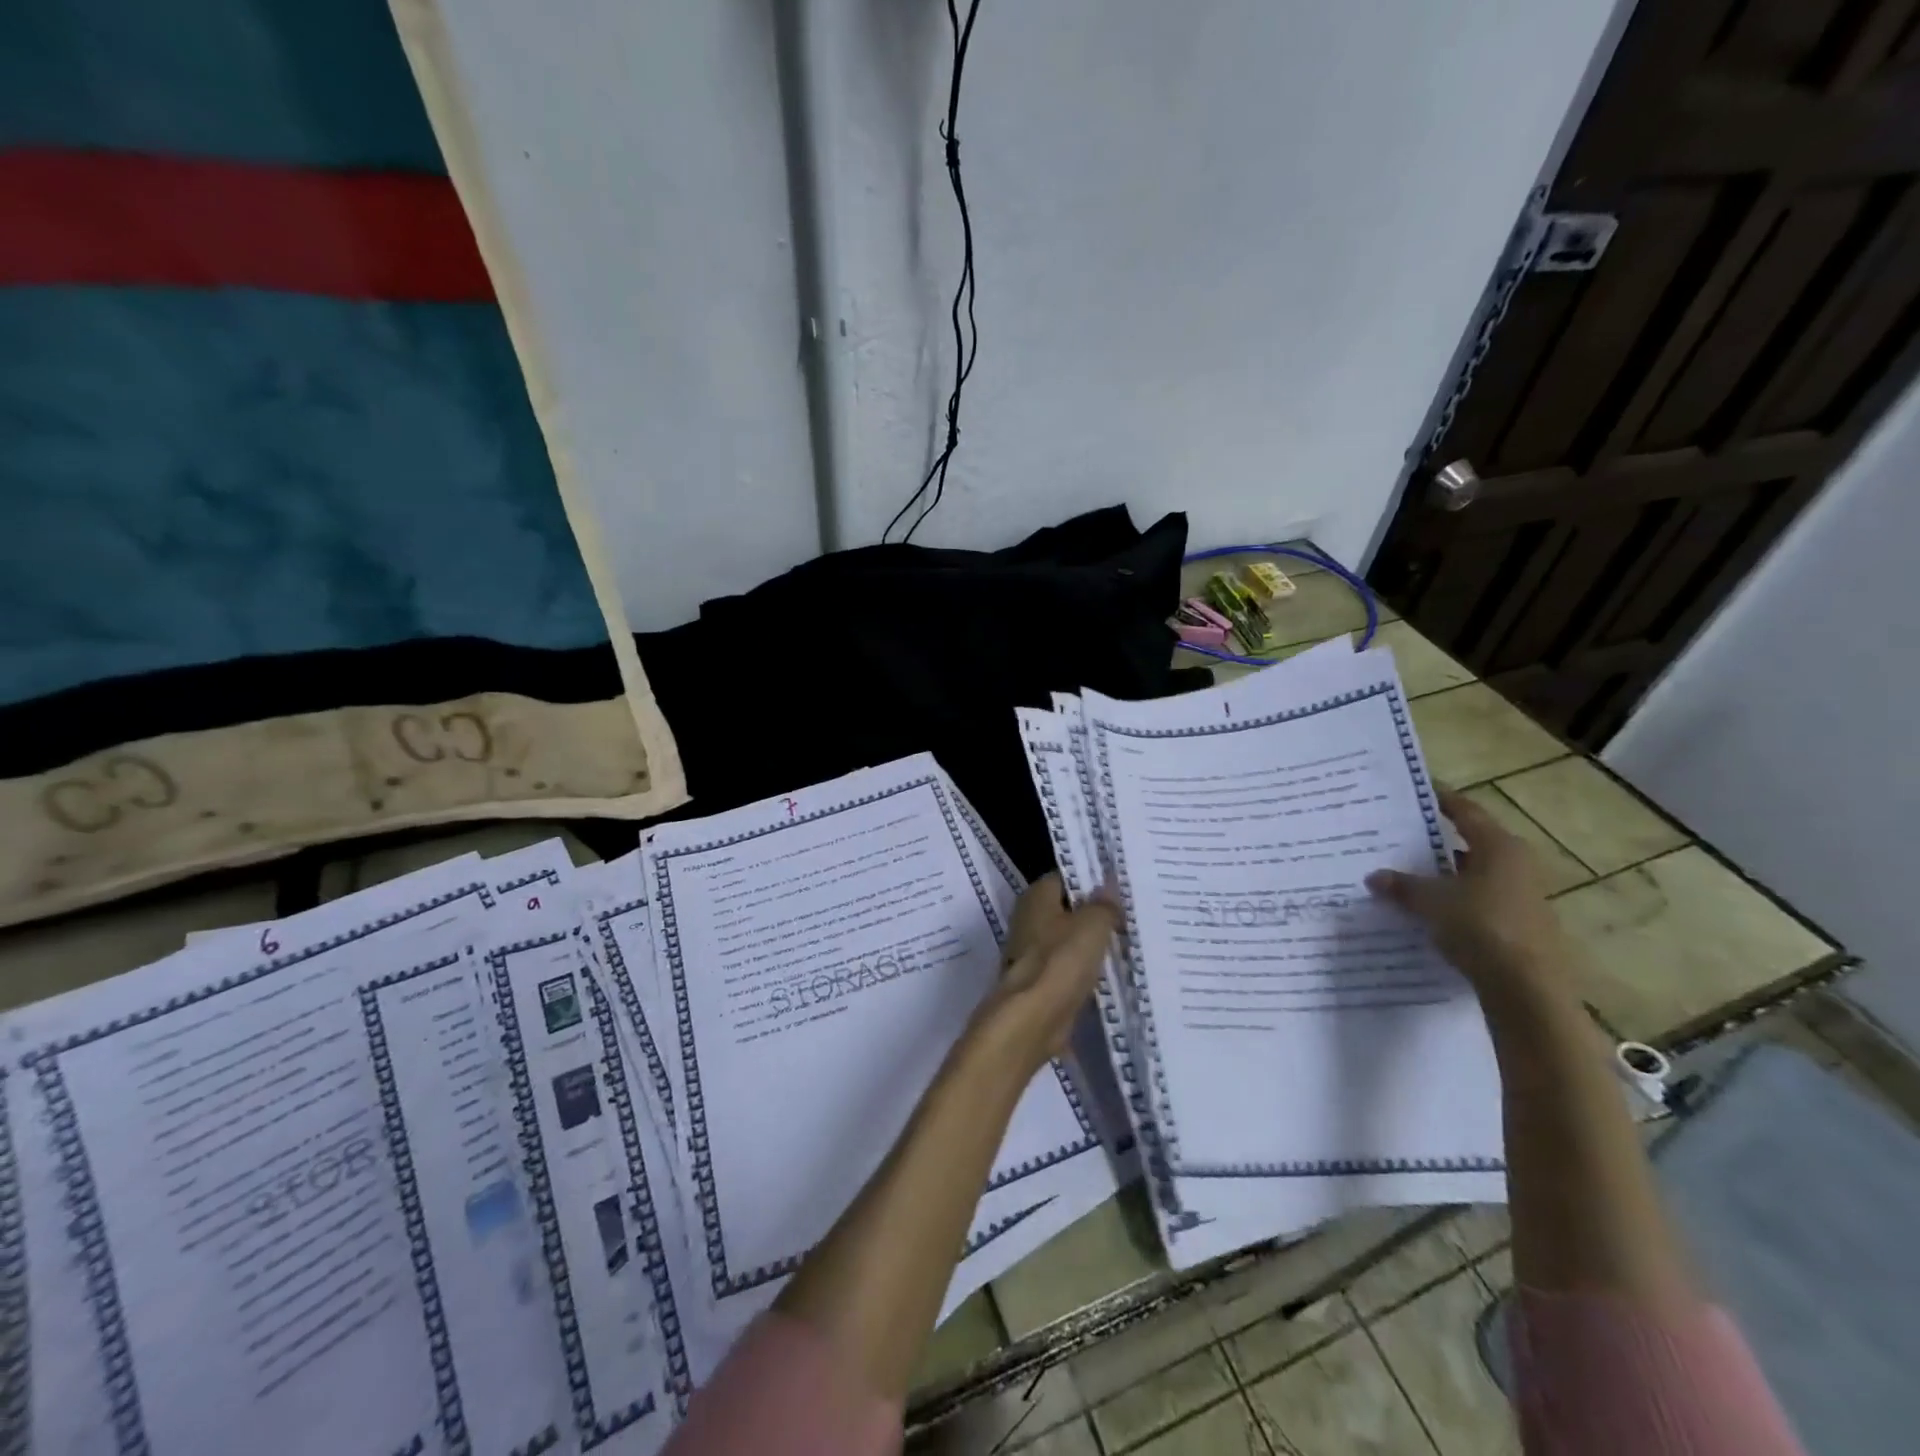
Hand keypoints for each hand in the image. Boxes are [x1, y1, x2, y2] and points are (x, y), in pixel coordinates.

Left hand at [971, 873, 1118, 1074]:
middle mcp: (1029, 918)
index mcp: (1036, 895)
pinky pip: (1070, 967)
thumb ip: (1104, 904)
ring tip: (1130, 942)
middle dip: (1097, 913)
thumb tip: (1110, 886)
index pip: (1068, 876)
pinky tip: (1114, 972)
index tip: (1123, 887)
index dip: (1094, 880)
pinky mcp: (1040, 980)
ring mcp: (1032, 951)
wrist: (1032, 1018)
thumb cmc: (1061, 961)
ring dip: (1093, 944)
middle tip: (1133, 914)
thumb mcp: (1093, 924)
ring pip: (1071, 939)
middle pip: (1069, 908)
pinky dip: (1087, 970)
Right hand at [1365, 790, 1578, 1011]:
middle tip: (1399, 835)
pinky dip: (1454, 898)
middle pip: (1470, 842)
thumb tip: (1374, 876)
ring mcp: (1521, 895)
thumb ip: (1401, 885)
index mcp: (1499, 847)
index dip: (1440, 799)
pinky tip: (1428, 908)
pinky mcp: (1519, 924)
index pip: (1464, 811)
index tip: (1416, 789)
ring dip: (1444, 873)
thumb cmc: (1481, 926)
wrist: (1526, 987)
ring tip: (1406, 873)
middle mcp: (1516, 864)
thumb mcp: (1430, 901)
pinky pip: (1478, 900)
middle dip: (1436, 840)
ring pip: (1474, 874)